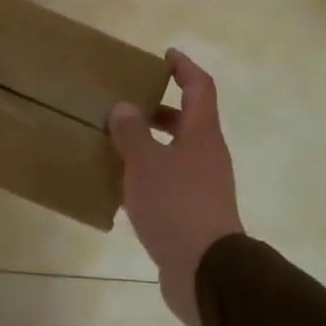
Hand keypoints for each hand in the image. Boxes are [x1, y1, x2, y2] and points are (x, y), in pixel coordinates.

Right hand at [109, 49, 243, 325]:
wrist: (205, 270)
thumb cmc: (176, 205)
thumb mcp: (146, 163)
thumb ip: (132, 133)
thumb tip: (124, 108)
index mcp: (202, 135)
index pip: (199, 88)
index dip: (184, 68)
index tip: (167, 55)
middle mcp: (207, 156)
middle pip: (189, 122)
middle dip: (160, 110)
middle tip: (129, 105)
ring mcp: (204, 187)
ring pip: (177, 154)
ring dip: (152, 145)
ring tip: (117, 145)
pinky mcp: (194, 214)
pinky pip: (170, 183)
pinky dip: (150, 176)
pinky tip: (122, 188)